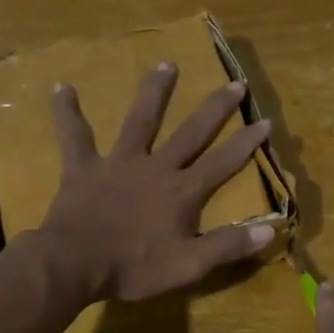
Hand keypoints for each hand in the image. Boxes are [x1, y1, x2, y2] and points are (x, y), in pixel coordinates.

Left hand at [33, 63, 275, 302]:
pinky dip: (67, 113)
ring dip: (155, 92)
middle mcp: (156, 168)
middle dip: (215, 108)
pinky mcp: (83, 168)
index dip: (246, 143)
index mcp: (182, 192)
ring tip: (167, 64)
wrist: (75, 264)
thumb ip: (229, 246)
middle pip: (191, 132)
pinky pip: (74, 136)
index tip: (265, 120)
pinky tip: (62, 88)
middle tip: (234, 83)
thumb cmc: (135, 268)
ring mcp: (118, 163)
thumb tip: (271, 231)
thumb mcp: (190, 266)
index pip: (223, 163)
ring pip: (140, 120)